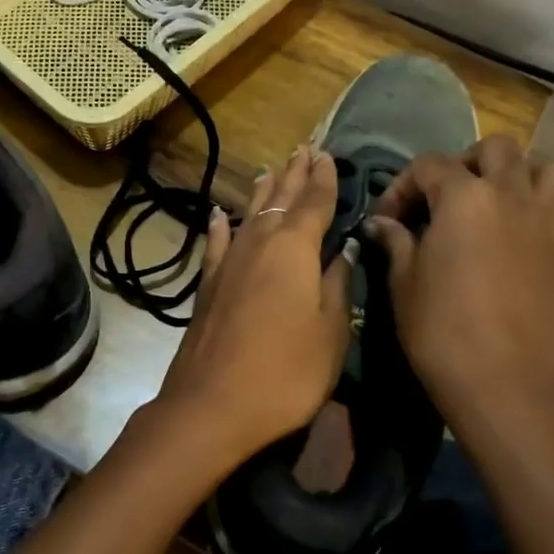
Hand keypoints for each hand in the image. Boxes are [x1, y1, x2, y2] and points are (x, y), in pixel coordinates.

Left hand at [154, 144, 355, 472]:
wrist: (212, 404)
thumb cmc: (286, 372)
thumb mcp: (331, 332)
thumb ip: (339, 284)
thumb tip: (346, 248)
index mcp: (295, 249)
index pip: (315, 202)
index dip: (325, 178)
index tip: (328, 154)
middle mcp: (259, 243)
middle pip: (280, 199)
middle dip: (295, 173)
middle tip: (305, 148)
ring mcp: (228, 262)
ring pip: (249, 214)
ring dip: (263, 192)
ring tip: (271, 170)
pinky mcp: (207, 284)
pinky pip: (217, 242)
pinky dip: (221, 226)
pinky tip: (219, 215)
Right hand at [363, 137, 553, 424]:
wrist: (506, 385)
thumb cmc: (441, 331)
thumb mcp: (403, 284)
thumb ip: (395, 242)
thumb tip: (383, 224)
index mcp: (465, 198)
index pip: (429, 165)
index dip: (401, 187)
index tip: (387, 220)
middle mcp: (513, 196)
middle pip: (497, 149)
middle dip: (467, 163)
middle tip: (447, 197)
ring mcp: (552, 224)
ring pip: (548, 170)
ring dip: (521, 177)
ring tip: (499, 205)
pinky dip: (544, 221)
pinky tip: (525, 248)